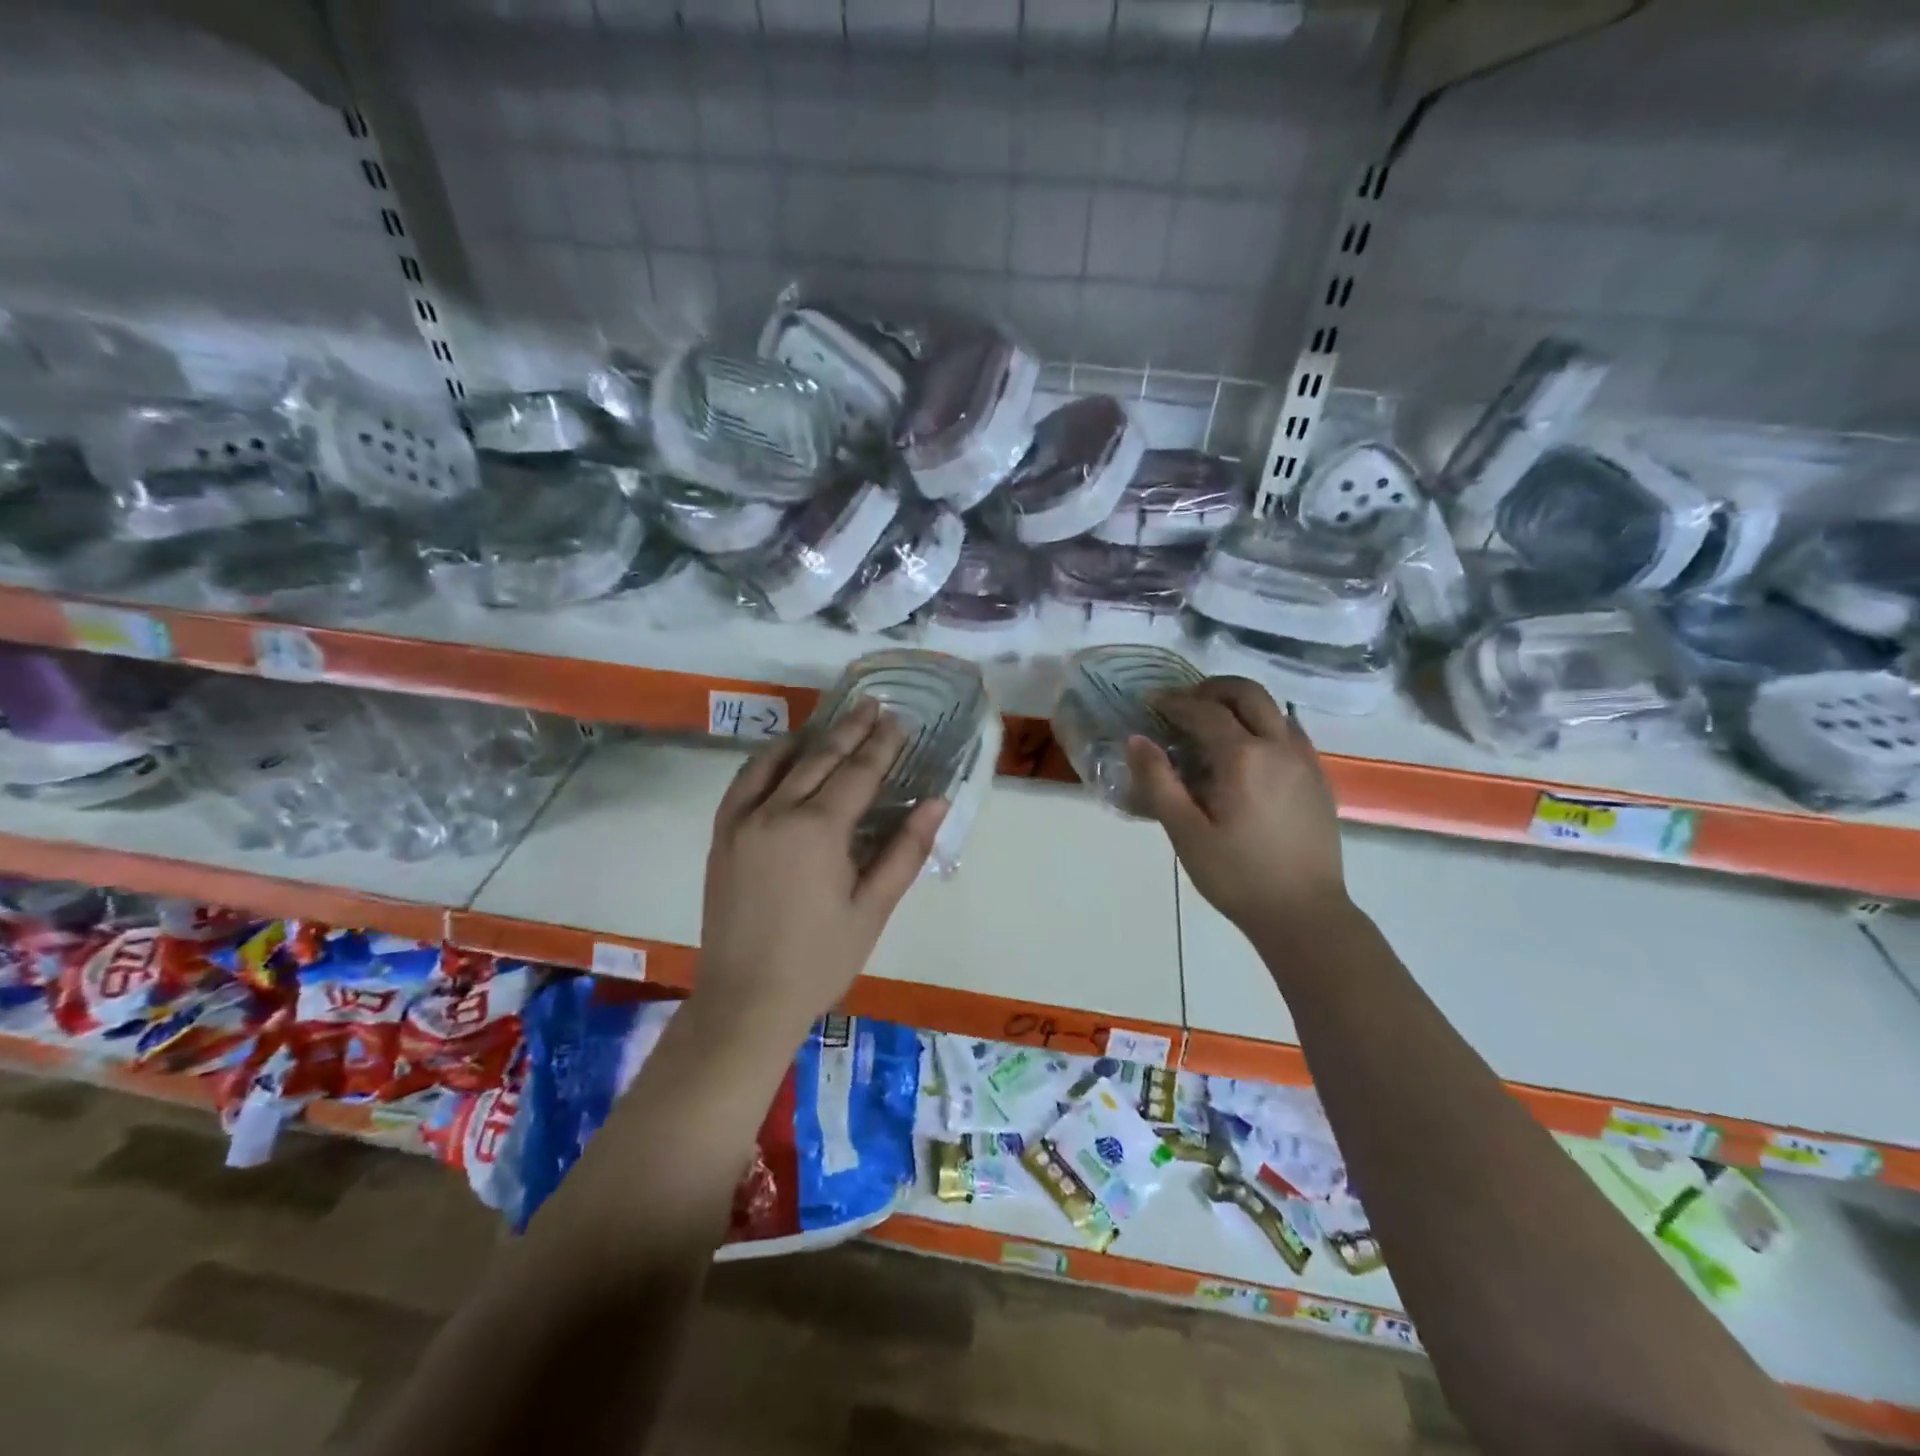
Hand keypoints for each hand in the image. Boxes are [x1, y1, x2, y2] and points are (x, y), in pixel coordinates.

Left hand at [697, 697, 946, 1043]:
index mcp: (818, 830)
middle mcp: (776, 812)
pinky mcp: (722, 835)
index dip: (882, 745)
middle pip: (819, 757)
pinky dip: (766, 761)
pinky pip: (744, 782)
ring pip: (777, 762)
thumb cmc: (820, 959)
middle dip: (850, 729)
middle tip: (872, 705)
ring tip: (832, 723)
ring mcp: (742, 821)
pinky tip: (782, 757)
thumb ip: (905, 850)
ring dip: (809, 737)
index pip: (858, 773)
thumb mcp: (873, 909)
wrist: (746, 1000)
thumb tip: (936, 802)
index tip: (899, 721)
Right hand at [1126, 677, 1349, 937]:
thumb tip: (1136, 739)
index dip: (1174, 702)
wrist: (1305, 914)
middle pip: (1247, 693)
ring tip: (1212, 723)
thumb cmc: (1237, 876)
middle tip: (1184, 702)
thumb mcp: (1186, 833)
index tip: (1151, 702)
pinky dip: (1264, 725)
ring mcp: (1305, 761)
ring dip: (1240, 704)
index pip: (1204, 712)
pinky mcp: (1319, 779)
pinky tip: (1248, 752)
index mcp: (1244, 758)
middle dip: (1212, 689)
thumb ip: (1159, 782)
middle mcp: (1279, 747)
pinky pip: (1291, 732)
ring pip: (1274, 709)